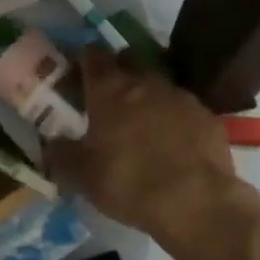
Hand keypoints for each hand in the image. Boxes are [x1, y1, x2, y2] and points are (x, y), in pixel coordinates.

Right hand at [46, 48, 258, 240]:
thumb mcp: (83, 176)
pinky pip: (183, 107)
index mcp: (109, 90)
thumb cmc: (130, 183)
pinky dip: (174, 117)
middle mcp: (145, 83)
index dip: (84, 60)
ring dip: (147, 94)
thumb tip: (51, 144)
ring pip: (158, 82)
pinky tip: (172, 142)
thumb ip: (62, 154)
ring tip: (141, 123)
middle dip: (118, 71)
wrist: (198, 204)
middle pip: (128, 60)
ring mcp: (181, 97)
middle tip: (108, 96)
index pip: (93, 55)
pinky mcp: (208, 116)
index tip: (79, 74)